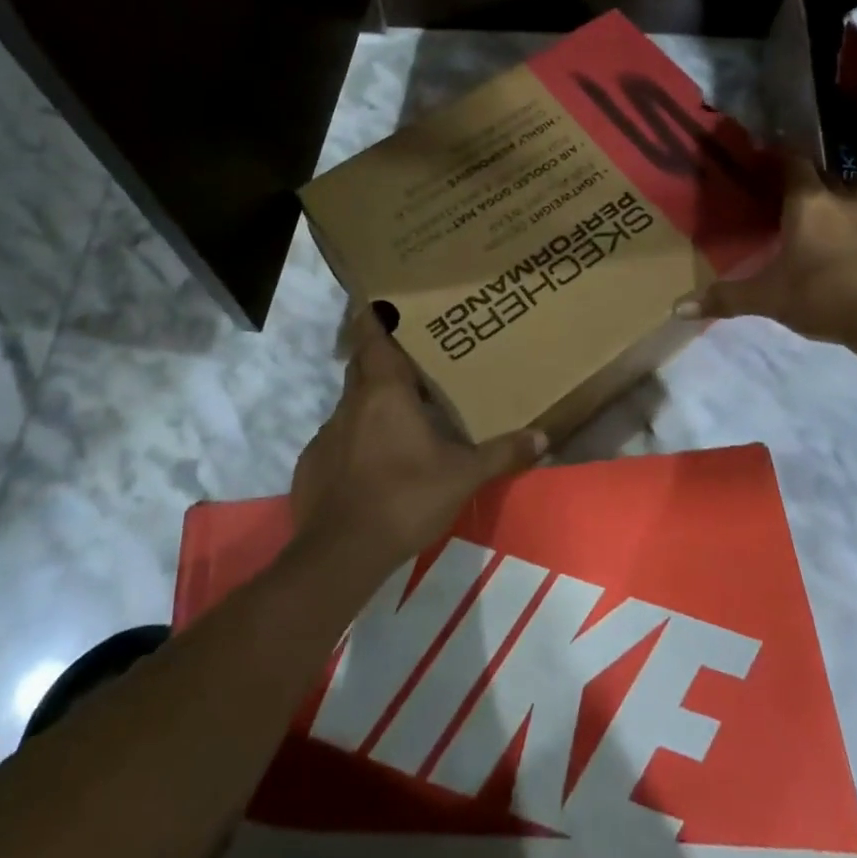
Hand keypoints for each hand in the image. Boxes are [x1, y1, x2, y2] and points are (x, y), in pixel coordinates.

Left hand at [291, 312, 545, 576]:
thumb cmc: (406, 497)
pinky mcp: (313, 463)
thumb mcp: (463, 476)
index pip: (373, 338)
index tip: (381, 303)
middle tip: (408, 360)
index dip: (375, 318)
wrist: (342, 553)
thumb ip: (502, 453)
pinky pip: (337, 438)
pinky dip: (354, 439)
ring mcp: (327, 433)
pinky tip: (372, 462)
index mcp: (385, 392)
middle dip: (379, 357)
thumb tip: (543, 437)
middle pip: (361, 365)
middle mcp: (352, 403)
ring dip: (370, 401)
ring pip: (350, 403)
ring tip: (397, 415)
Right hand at [676, 153, 856, 352]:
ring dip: (842, 192)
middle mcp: (840, 201)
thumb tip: (677, 308)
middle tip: (785, 189)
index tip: (763, 158)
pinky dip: (856, 221)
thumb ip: (725, 298)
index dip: (779, 155)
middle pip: (825, 173)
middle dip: (807, 176)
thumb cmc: (821, 295)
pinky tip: (844, 241)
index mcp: (807, 202)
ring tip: (825, 208)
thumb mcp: (767, 298)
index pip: (794, 161)